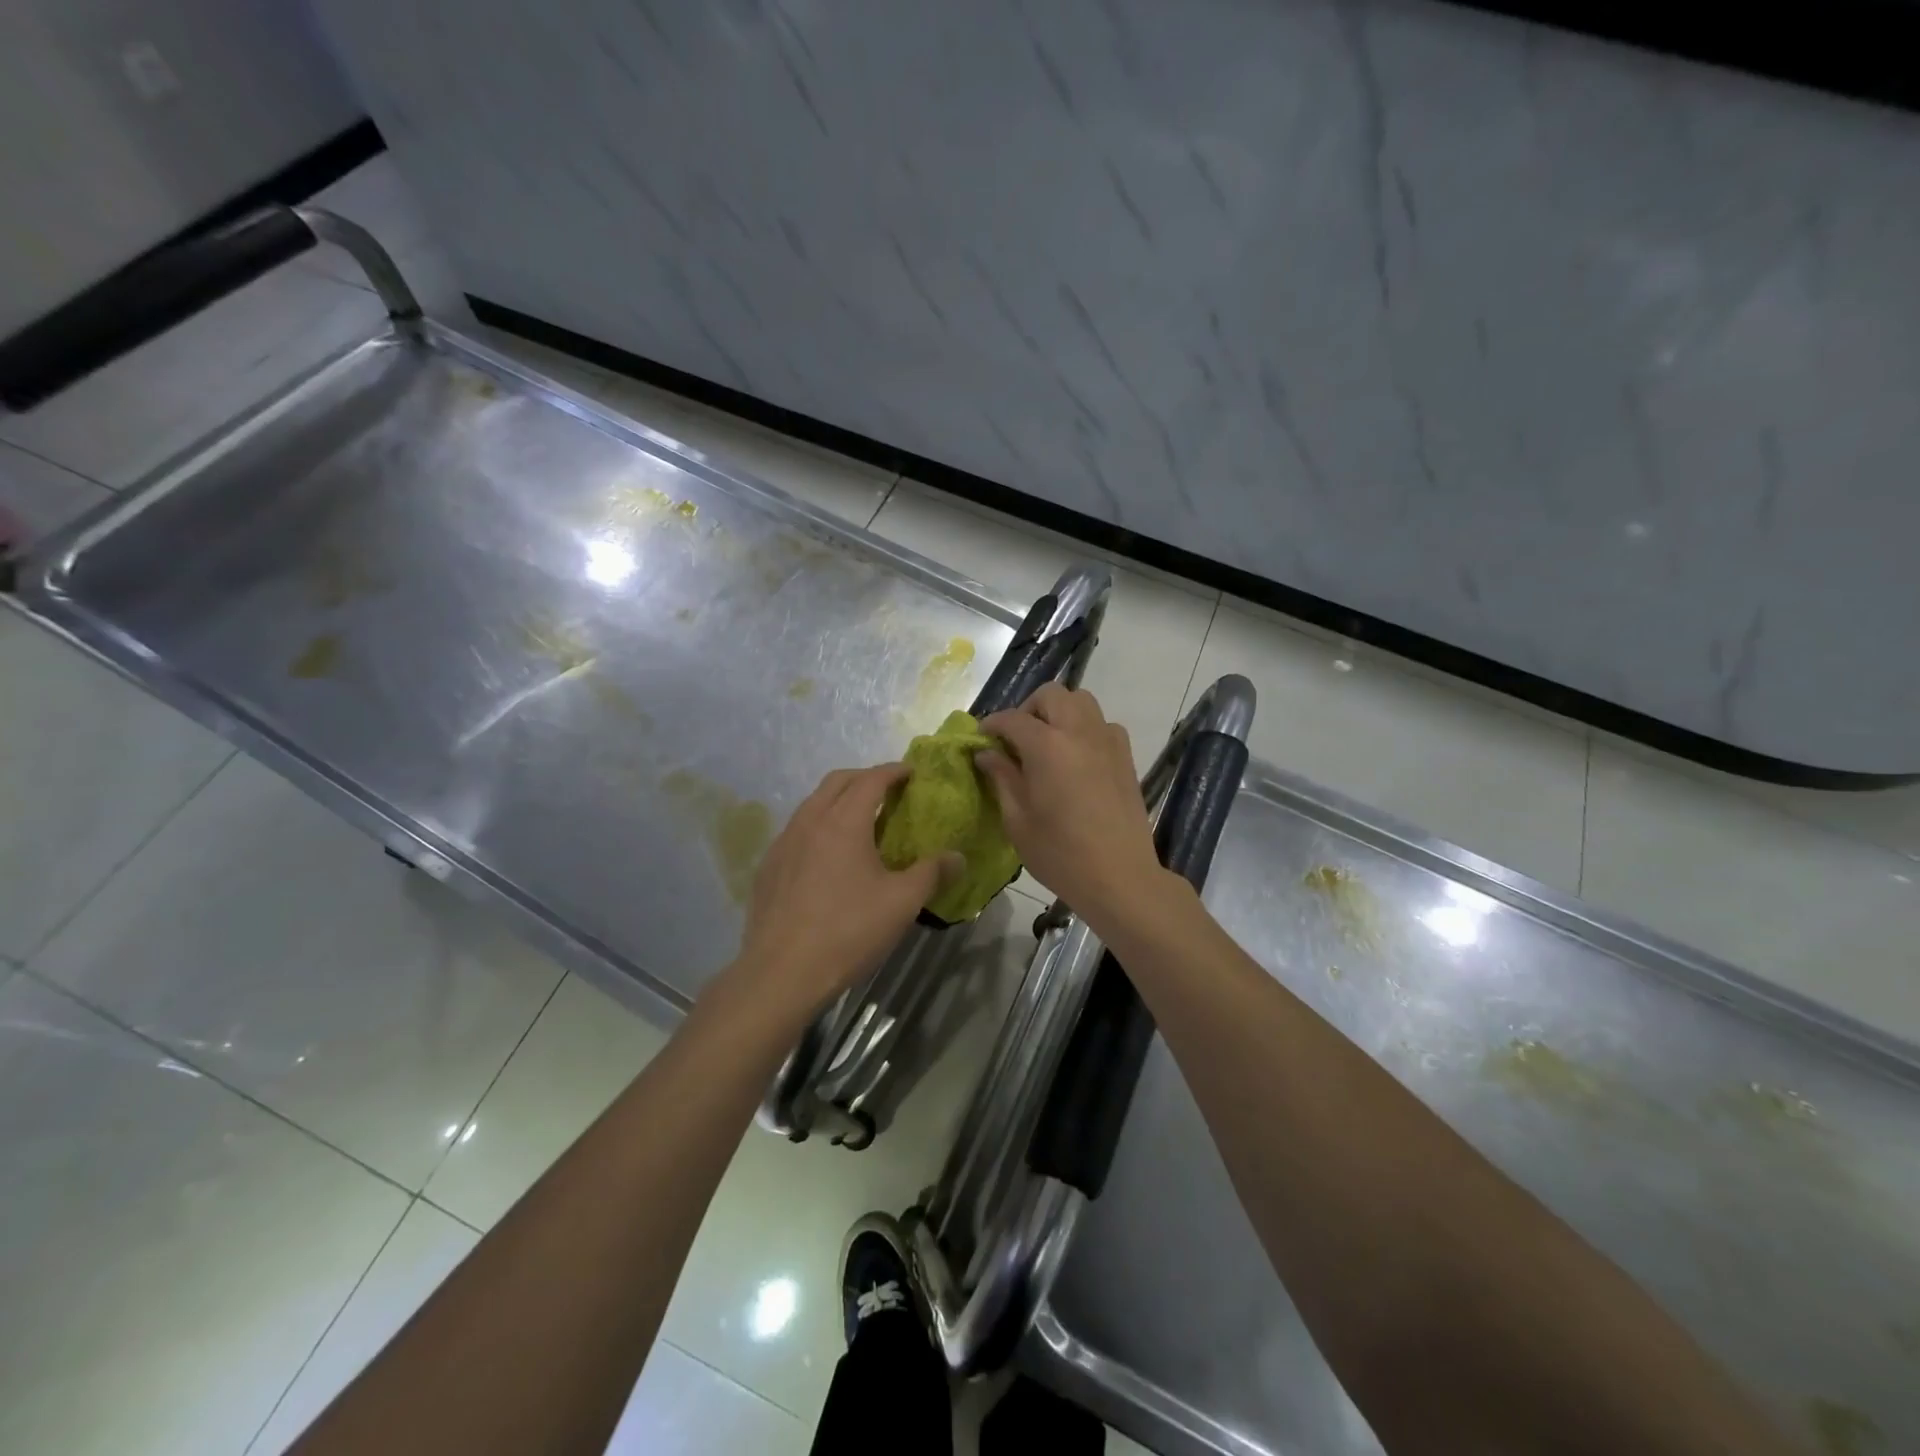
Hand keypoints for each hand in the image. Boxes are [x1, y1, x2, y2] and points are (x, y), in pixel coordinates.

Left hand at [724, 763, 956, 1023]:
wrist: (781, 973)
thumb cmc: (848, 932)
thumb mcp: (901, 903)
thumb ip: (932, 874)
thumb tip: (958, 857)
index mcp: (843, 822)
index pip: (870, 780)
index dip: (893, 771)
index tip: (911, 772)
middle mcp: (809, 821)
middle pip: (836, 782)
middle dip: (864, 777)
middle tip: (888, 790)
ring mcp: (783, 843)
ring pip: (812, 804)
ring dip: (837, 799)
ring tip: (859, 819)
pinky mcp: (768, 867)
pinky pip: (796, 830)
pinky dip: (817, 825)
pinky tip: (827, 855)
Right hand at [977, 685, 1166, 920]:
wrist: (1120, 877)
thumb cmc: (1060, 854)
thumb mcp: (1018, 820)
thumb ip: (1002, 779)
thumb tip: (987, 754)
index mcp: (1047, 746)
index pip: (1013, 719)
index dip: (992, 724)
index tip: (982, 738)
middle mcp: (1079, 732)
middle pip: (1051, 695)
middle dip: (1028, 709)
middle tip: (1016, 739)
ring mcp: (1107, 741)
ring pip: (1082, 701)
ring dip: (1059, 712)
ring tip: (1047, 744)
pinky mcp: (1126, 756)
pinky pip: (1102, 724)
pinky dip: (1084, 728)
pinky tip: (1076, 758)